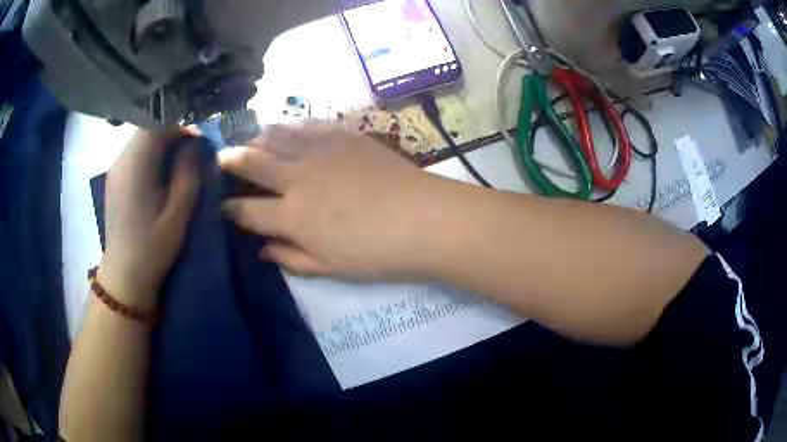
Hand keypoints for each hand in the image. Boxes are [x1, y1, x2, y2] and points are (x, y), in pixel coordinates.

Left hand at [98, 130, 200, 310]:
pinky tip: (163, 173)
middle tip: (193, 151)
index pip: (157, 123)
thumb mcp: (177, 215)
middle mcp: (121, 160)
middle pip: (149, 127)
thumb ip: (188, 175)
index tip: (199, 140)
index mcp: (135, 166)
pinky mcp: (116, 178)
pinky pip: (136, 153)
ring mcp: (116, 169)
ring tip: (181, 161)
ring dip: (164, 142)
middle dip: (174, 132)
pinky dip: (153, 153)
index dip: (181, 124)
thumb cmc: (152, 250)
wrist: (124, 277)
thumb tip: (196, 145)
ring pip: (142, 139)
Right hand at [220, 121, 447, 278]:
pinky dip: (292, 125)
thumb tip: (262, 250)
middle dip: (230, 160)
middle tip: (219, 157)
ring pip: (277, 135)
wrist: (423, 219)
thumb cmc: (378, 253)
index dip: (229, 209)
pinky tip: (288, 128)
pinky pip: (308, 124)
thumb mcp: (330, 267)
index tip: (221, 206)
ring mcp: (320, 151)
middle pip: (252, 161)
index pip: (246, 210)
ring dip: (258, 138)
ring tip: (253, 141)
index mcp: (292, 216)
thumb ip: (291, 258)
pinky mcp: (344, 136)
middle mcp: (297, 178)